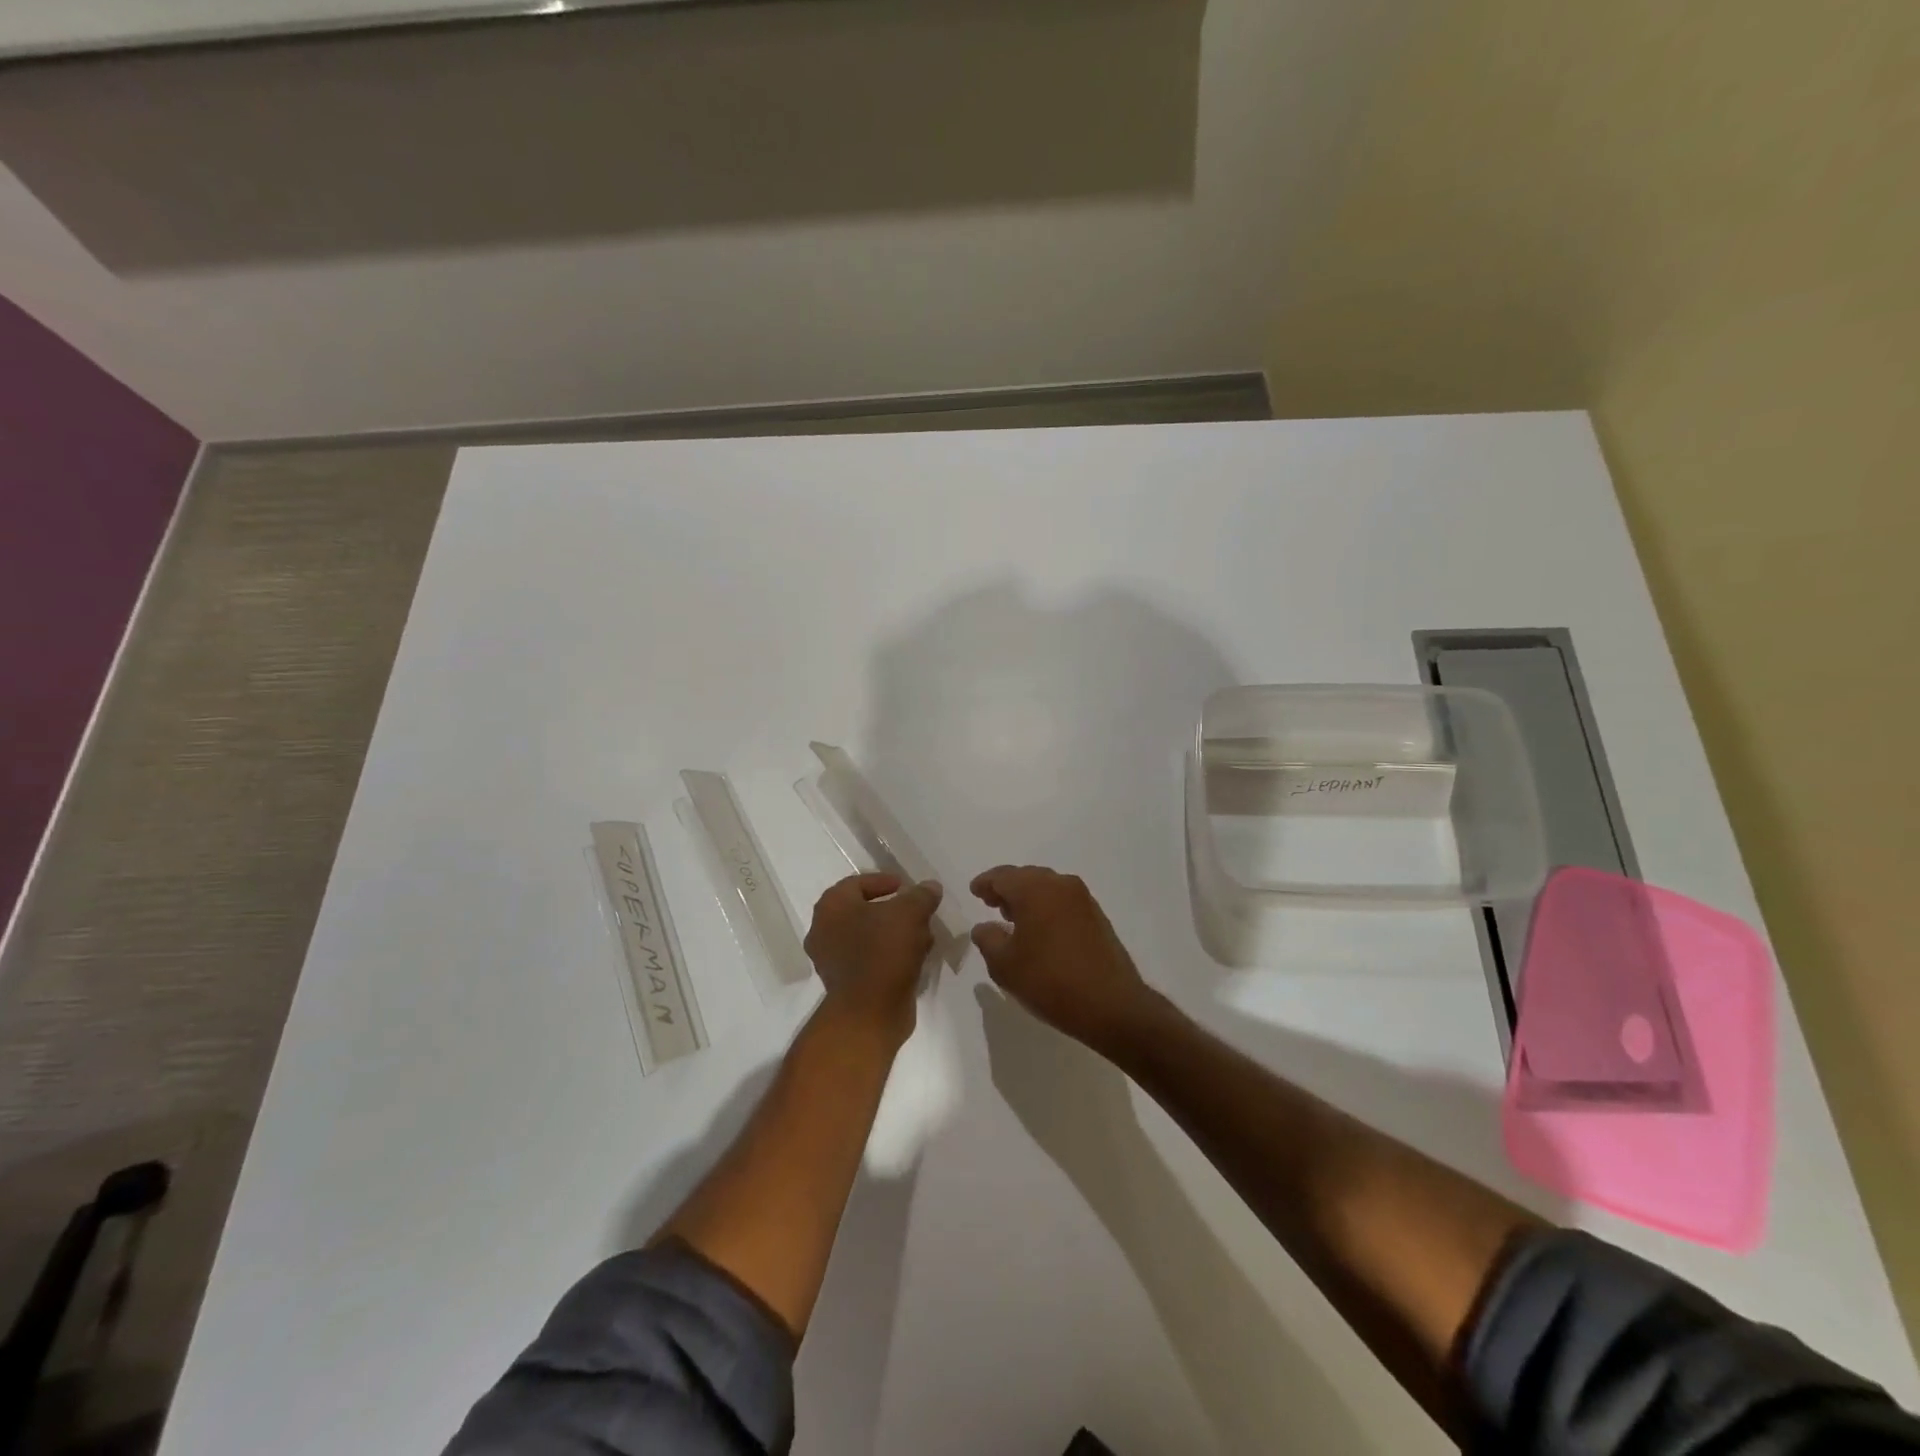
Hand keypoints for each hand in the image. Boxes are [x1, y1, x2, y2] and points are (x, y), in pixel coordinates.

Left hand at [804, 873, 942, 1042]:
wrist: (869, 1012)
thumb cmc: (884, 951)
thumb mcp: (910, 913)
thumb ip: (921, 895)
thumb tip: (930, 887)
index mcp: (832, 906)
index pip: (857, 883)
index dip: (883, 881)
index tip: (906, 886)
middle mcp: (824, 930)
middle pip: (863, 911)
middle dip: (894, 911)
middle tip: (917, 912)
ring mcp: (831, 960)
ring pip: (868, 937)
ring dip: (895, 934)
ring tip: (923, 936)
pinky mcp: (844, 984)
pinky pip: (869, 960)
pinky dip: (890, 955)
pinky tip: (915, 958)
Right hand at [969, 865, 1158, 1053]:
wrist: (1111, 1005)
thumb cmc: (1050, 981)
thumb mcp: (1005, 965)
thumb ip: (988, 939)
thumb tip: (985, 927)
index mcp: (1035, 889)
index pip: (1002, 876)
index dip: (985, 884)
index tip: (975, 891)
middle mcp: (1060, 885)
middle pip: (1026, 877)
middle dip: (1007, 888)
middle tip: (991, 904)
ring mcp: (1083, 899)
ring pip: (1047, 888)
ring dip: (1028, 898)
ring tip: (1013, 918)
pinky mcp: (1097, 916)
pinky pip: (1063, 902)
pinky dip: (1047, 908)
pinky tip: (1040, 930)